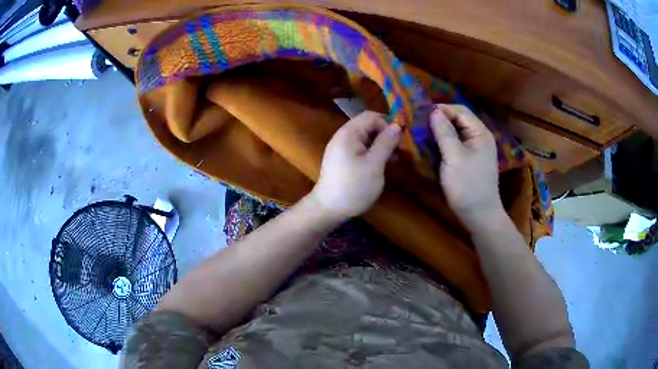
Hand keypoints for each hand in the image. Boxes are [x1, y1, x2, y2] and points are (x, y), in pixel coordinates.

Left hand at [311, 111, 400, 220]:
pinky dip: (372, 153)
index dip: (387, 125)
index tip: (399, 141)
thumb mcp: (374, 165)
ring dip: (381, 146)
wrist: (328, 209)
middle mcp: (343, 136)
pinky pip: (359, 149)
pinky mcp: (341, 160)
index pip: (371, 116)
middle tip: (400, 152)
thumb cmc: (353, 187)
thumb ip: (386, 143)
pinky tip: (381, 166)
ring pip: (365, 138)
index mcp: (349, 133)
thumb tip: (397, 126)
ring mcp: (340, 148)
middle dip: (385, 135)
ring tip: (393, 161)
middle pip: (368, 126)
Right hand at [430, 104, 502, 224]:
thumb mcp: (454, 157)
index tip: (421, 114)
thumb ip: (444, 132)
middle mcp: (479, 137)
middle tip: (419, 124)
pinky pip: (456, 144)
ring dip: (440, 131)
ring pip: (456, 132)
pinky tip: (431, 147)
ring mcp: (475, 150)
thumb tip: (434, 112)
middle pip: (458, 120)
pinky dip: (443, 143)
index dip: (442, 109)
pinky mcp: (469, 160)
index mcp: (480, 133)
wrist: (479, 215)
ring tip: (422, 134)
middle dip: (439, 120)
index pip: (460, 111)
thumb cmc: (467, 185)